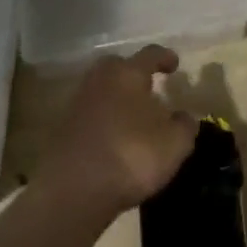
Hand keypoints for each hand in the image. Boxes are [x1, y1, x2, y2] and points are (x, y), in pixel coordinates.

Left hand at [44, 46, 196, 216]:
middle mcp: (100, 81)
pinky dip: (103, 120)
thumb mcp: (174, 144)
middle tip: (148, 88)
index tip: (174, 64)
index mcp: (128, 74)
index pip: (150, 55)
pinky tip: (115, 138)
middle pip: (118, 67)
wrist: (73, 191)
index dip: (165, 58)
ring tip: (134, 117)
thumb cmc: (131, 156)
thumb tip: (183, 117)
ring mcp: (77, 104)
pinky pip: (90, 115)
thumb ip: (184, 126)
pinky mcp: (62, 130)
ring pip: (102, 91)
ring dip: (117, 99)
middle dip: (133, 74)